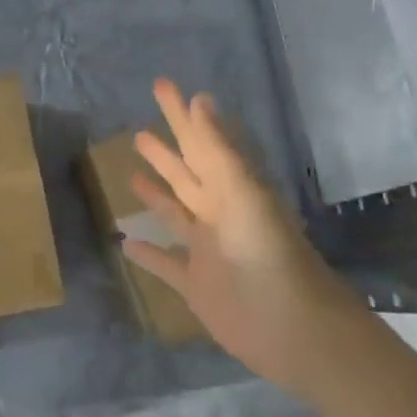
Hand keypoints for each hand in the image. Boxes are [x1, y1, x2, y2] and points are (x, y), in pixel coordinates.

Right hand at [123, 80, 358, 397]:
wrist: (292, 328)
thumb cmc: (268, 255)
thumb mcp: (244, 194)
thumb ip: (219, 150)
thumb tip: (198, 100)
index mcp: (233, 188)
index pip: (201, 141)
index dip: (183, 115)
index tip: (165, 87)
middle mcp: (218, 214)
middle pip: (186, 174)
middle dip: (164, 150)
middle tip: (137, 129)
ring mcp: (206, 249)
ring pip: (174, 214)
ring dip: (155, 194)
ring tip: (130, 173)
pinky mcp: (195, 284)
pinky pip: (166, 263)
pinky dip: (148, 254)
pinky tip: (125, 242)